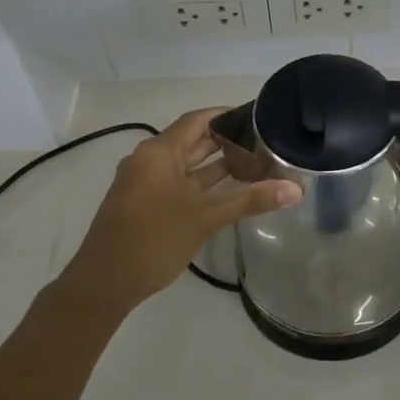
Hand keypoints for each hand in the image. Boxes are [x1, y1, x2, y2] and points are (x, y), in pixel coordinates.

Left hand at [57, 107, 300, 314]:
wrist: (104, 283)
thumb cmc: (154, 240)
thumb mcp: (206, 217)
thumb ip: (251, 199)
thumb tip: (295, 189)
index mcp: (159, 152)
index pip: (197, 120)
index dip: (226, 116)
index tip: (258, 118)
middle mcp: (149, 160)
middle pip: (192, 140)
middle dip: (226, 142)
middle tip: (264, 143)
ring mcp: (144, 183)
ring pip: (186, 165)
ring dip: (216, 165)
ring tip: (254, 164)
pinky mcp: (144, 203)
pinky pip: (178, 183)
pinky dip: (202, 184)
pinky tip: (229, 192)